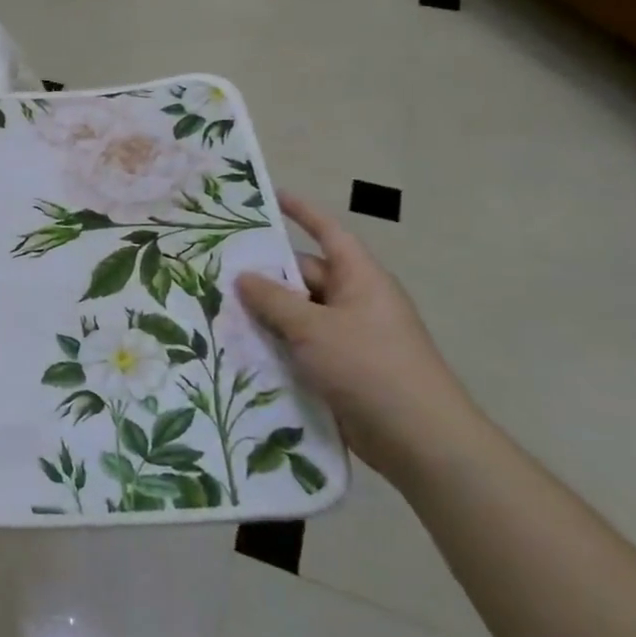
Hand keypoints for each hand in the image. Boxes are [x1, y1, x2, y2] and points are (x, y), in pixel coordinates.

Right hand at [234, 193, 487, 487]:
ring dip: (265, 316)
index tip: (271, 197)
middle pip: (304, 277)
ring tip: (216, 311)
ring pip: (298, 315)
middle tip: (217, 273)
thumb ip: (274, 300)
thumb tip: (244, 276)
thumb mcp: (314, 328)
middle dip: (265, 277)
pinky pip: (301, 347)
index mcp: (360, 279)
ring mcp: (349, 337)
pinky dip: (275, 346)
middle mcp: (355, 302)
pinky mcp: (341, 369)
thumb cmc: (369, 367)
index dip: (302, 213)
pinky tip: (240, 351)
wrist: (419, 439)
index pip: (328, 233)